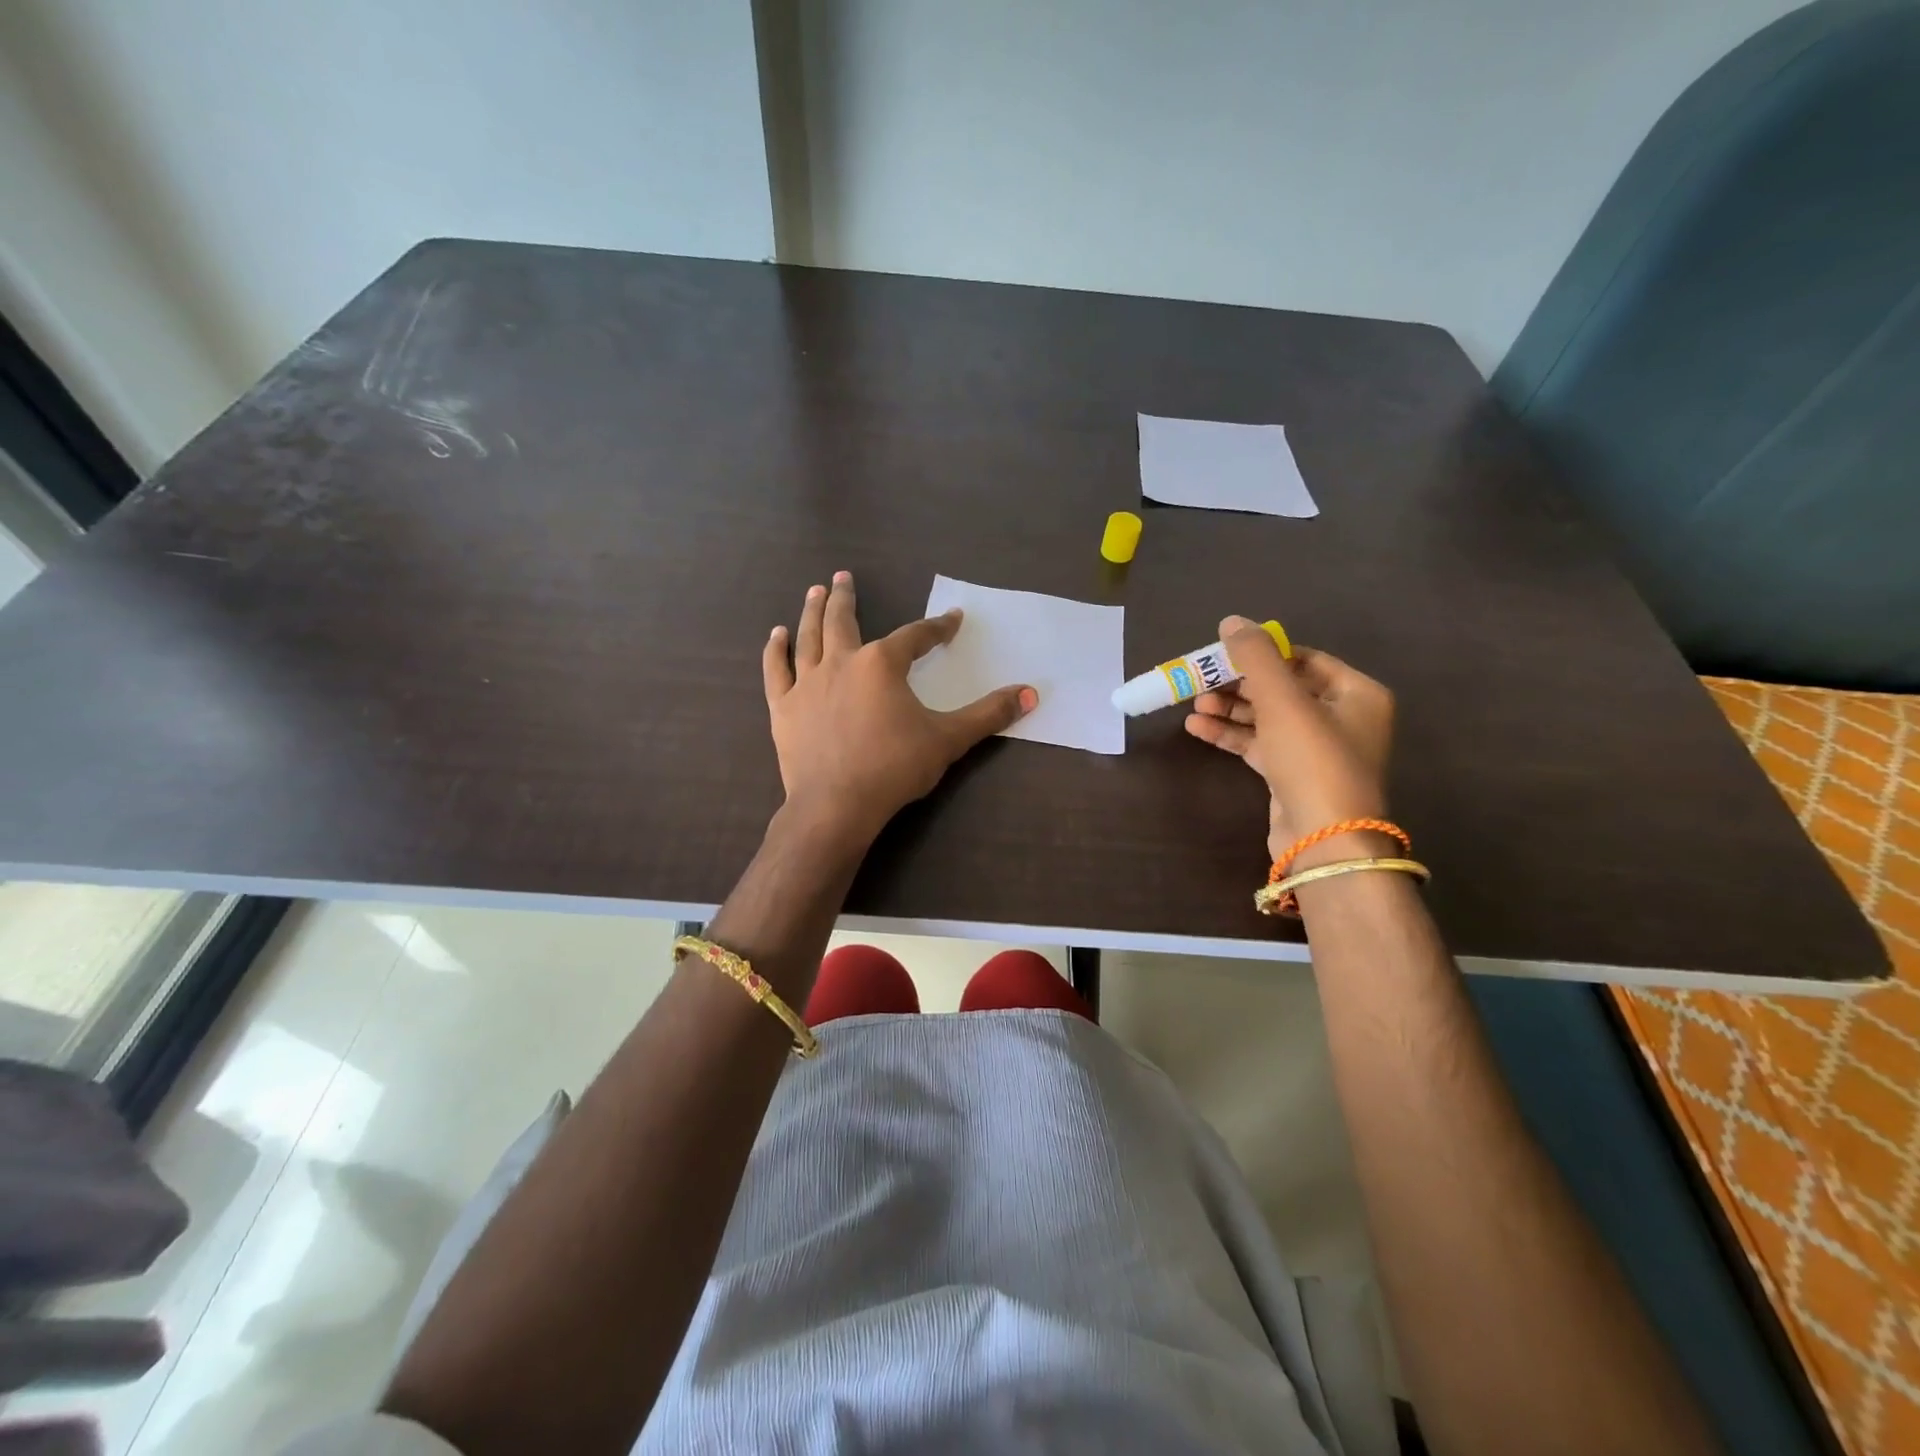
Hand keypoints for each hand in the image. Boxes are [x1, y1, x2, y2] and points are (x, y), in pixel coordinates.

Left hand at [763, 572, 1037, 843]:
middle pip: (844, 621)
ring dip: (812, 612)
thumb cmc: (894, 768)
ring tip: (815, 591)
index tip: (951, 620)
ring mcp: (807, 683)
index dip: (937, 627)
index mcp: (882, 664)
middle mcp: (842, 662)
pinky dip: (776, 651)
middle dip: (846, 597)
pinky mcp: (784, 707)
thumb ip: (989, 714)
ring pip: (809, 637)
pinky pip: (777, 671)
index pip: (916, 637)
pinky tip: (776, 635)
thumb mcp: (948, 740)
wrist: (836, 805)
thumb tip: (1031, 694)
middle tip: (842, 576)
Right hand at [1184, 616, 1394, 865]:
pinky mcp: (1292, 774)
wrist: (1323, 839)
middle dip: (1239, 683)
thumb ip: (1255, 657)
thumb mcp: (1282, 700)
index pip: (1304, 658)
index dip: (1262, 653)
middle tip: (1202, 680)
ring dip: (1230, 708)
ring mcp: (1316, 749)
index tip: (1224, 653)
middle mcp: (1341, 717)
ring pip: (1267, 717)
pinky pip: (1259, 743)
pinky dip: (1231, 734)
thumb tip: (1232, 621)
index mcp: (1356, 693)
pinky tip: (1197, 727)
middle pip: (1282, 687)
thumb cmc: (1313, 759)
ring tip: (1194, 703)